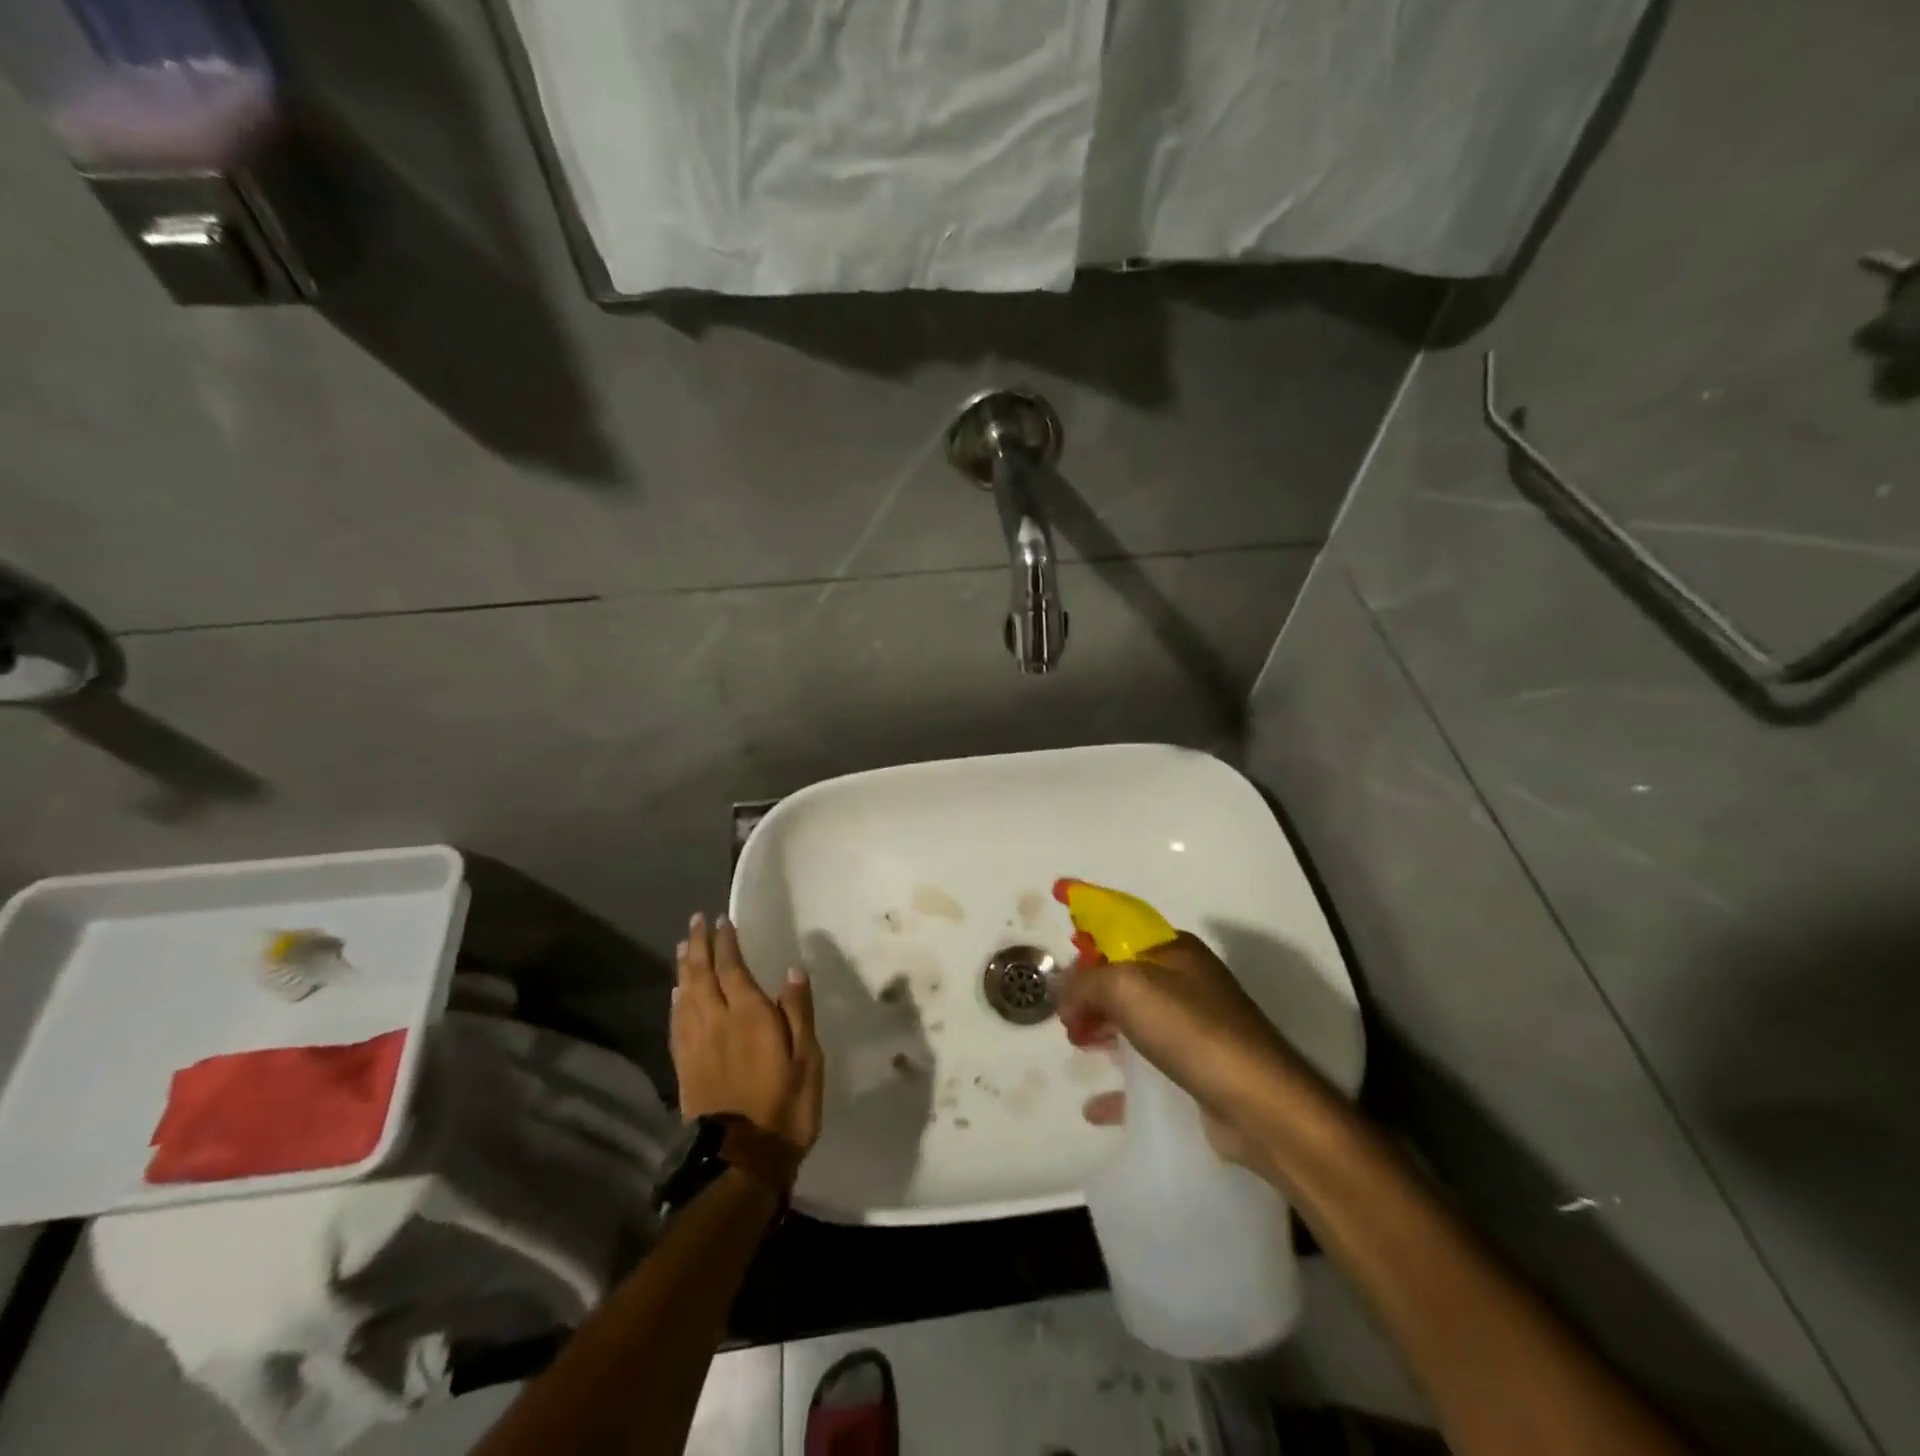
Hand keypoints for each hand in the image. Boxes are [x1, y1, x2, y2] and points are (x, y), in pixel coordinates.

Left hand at [672, 913, 824, 1153]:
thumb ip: (798, 1012)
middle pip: (702, 976)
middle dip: (700, 946)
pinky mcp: (685, 1068)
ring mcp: (697, 1046)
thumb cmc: (785, 1106)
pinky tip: (676, 994)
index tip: (722, 920)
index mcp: (749, 1016)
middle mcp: (717, 1022)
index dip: (726, 943)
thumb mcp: (807, 1058)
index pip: (733, 968)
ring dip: (684, 968)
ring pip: (685, 996)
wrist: (742, 1160)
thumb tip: (792, 970)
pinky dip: (675, 1002)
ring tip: (684, 947)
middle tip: (696, 921)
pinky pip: (676, 1024)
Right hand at [1058, 933, 1308, 1166]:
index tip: (1057, 902)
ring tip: (1074, 1043)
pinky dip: (1119, 1080)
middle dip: (1087, 985)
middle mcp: (1184, 981)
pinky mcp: (1196, 1070)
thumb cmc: (1191, 1030)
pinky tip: (1094, 1103)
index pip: (1120, 921)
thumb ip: (1086, 981)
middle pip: (1121, 973)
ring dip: (1098, 1025)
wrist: (1260, 1105)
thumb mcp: (1127, 988)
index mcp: (1173, 950)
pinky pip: (1146, 1068)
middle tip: (1062, 1010)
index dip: (1087, 913)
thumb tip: (1062, 988)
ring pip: (1131, 1018)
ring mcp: (1192, 1026)